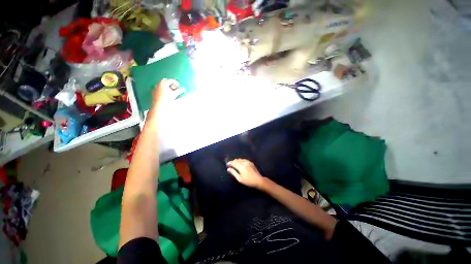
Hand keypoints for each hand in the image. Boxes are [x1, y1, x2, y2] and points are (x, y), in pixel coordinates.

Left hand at [152, 78, 184, 107]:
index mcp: (163, 84)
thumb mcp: (174, 95)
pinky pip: (159, 88)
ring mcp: (155, 88)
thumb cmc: (166, 101)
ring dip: (167, 86)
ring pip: (162, 84)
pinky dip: (163, 89)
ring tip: (171, 92)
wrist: (159, 107)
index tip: (179, 86)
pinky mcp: (154, 92)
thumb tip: (184, 89)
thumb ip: (179, 91)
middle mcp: (158, 84)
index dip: (176, 83)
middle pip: (166, 80)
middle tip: (175, 88)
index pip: (171, 80)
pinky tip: (166, 94)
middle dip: (171, 84)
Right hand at [227, 159, 264, 188]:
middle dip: (233, 162)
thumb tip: (228, 169)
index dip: (230, 163)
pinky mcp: (250, 162)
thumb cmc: (248, 181)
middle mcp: (244, 162)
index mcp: (241, 166)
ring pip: (240, 159)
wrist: (258, 180)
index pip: (233, 163)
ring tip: (234, 163)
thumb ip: (233, 173)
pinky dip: (240, 160)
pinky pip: (244, 159)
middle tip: (230, 164)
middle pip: (236, 160)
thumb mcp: (240, 178)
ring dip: (236, 161)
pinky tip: (240, 162)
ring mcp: (248, 162)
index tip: (227, 164)